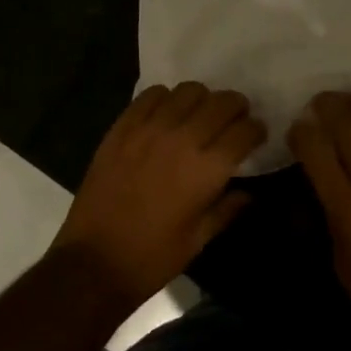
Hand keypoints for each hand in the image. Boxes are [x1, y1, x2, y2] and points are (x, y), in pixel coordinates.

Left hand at [51, 82, 266, 308]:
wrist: (94, 260)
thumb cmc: (152, 257)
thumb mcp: (198, 240)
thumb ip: (227, 209)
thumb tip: (249, 193)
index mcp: (207, 169)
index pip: (244, 130)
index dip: (255, 129)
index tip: (256, 134)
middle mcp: (183, 138)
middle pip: (221, 102)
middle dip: (235, 107)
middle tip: (233, 119)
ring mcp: (151, 127)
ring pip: (189, 90)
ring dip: (202, 99)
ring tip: (199, 113)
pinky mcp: (124, 125)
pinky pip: (152, 94)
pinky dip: (166, 98)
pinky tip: (166, 114)